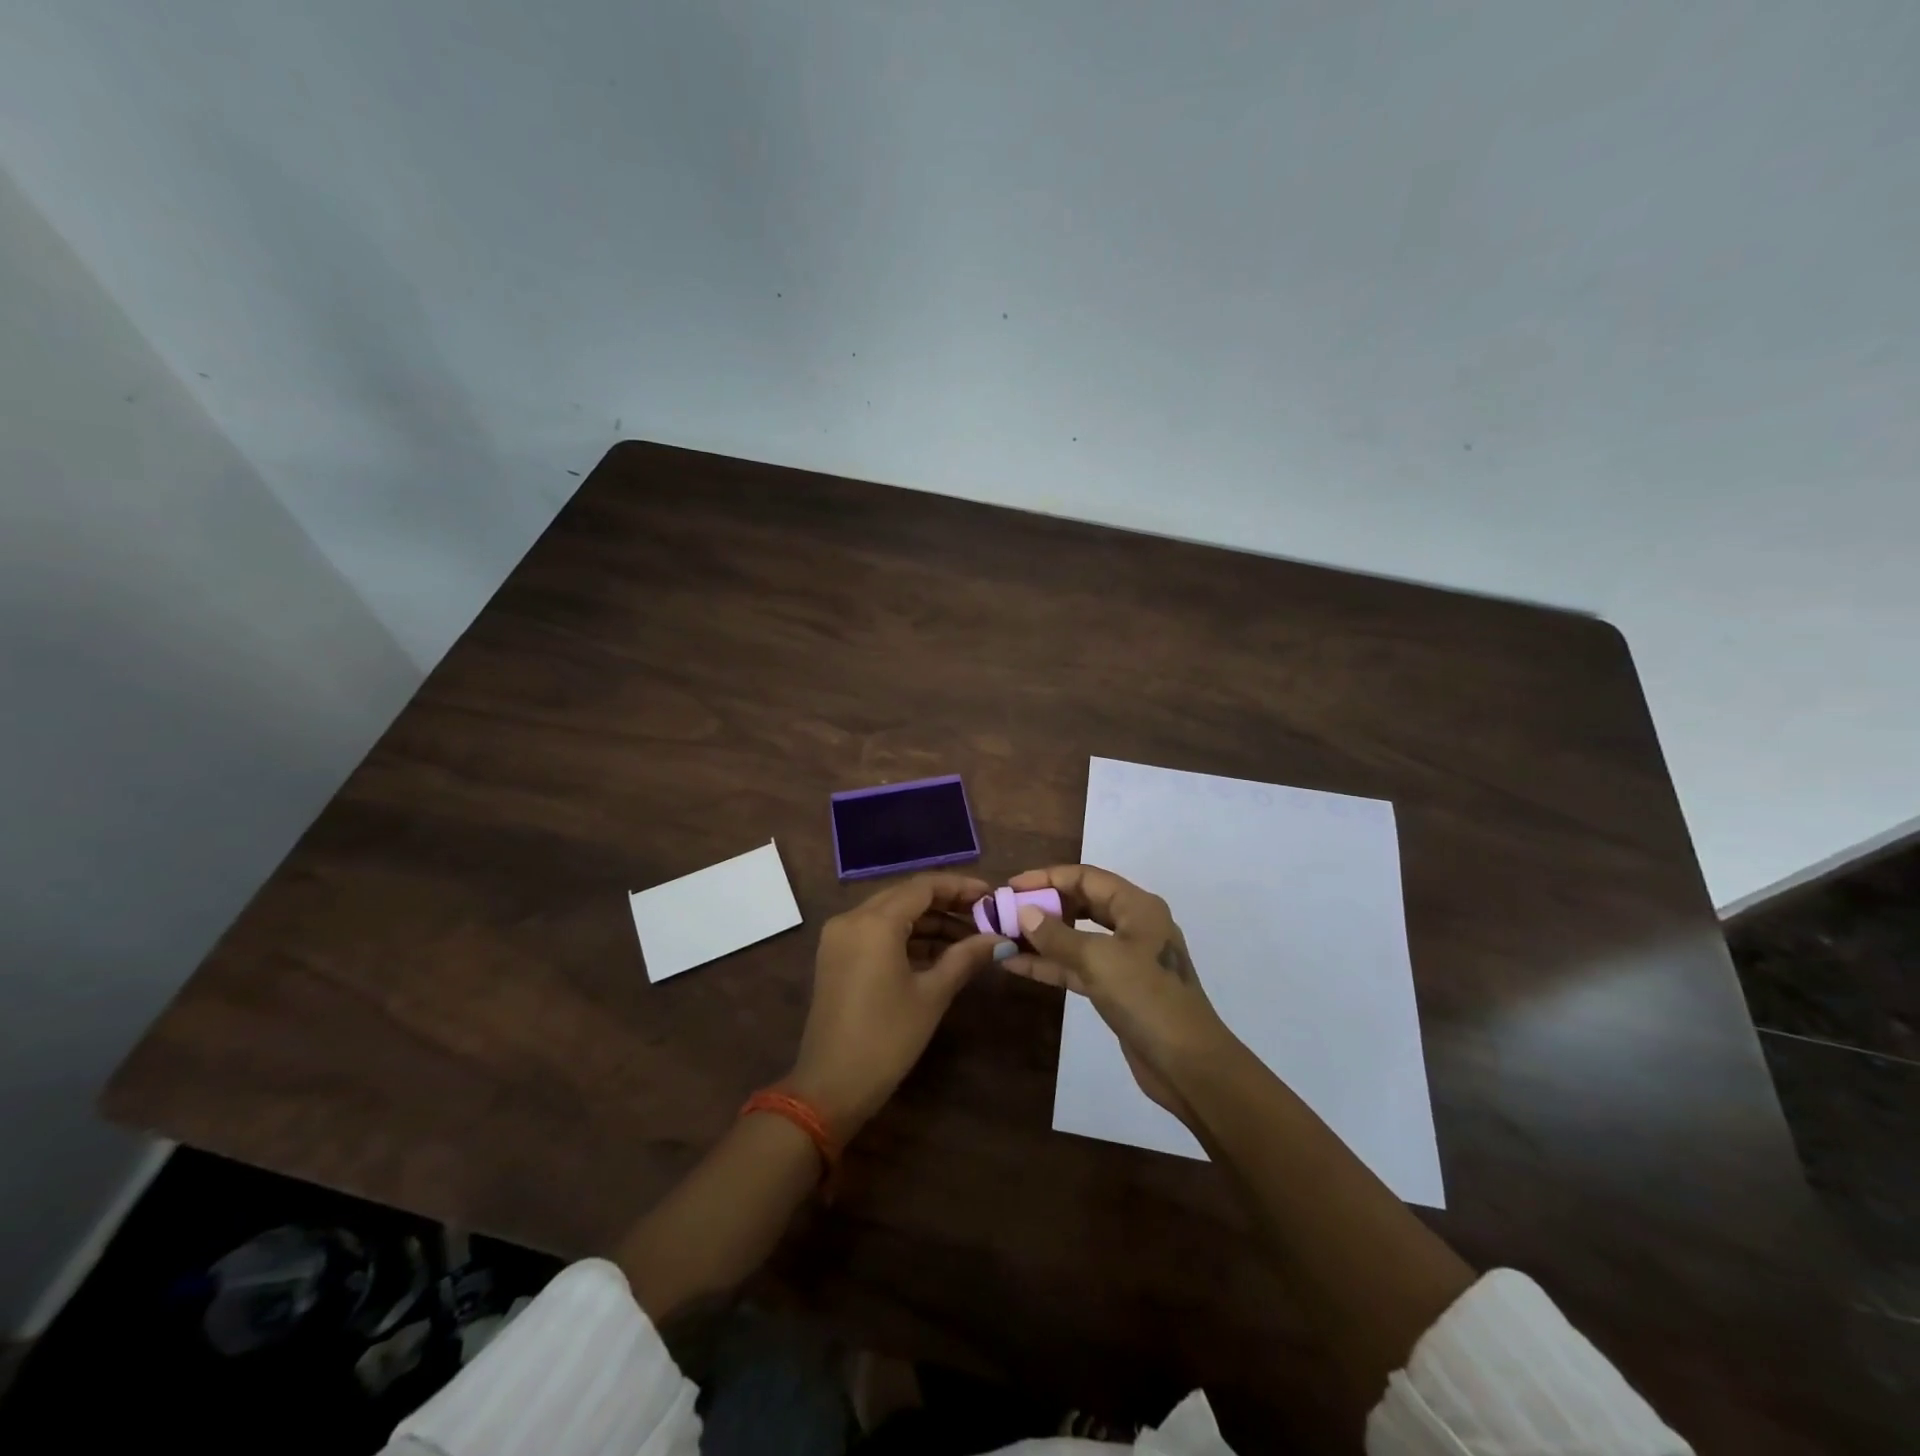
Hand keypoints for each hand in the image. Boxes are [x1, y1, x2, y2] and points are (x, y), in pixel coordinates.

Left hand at [789, 873, 1007, 1139]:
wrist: (831, 1087)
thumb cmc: (887, 1038)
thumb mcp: (932, 995)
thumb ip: (966, 957)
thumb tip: (1000, 939)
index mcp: (874, 922)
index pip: (923, 886)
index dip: (960, 887)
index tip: (991, 895)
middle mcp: (852, 918)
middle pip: (906, 895)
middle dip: (946, 903)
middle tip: (983, 915)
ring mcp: (839, 937)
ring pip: (891, 913)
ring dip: (928, 921)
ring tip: (968, 937)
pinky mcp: (836, 956)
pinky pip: (876, 932)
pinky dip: (906, 937)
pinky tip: (937, 952)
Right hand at [1001, 865, 1233, 1120]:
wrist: (1188, 1065)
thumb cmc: (1147, 998)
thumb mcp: (1099, 960)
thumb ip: (1058, 935)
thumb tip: (1024, 912)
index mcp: (1137, 907)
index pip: (1086, 877)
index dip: (1047, 877)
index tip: (1011, 886)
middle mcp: (1133, 925)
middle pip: (1082, 903)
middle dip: (1044, 905)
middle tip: (1005, 910)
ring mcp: (1125, 959)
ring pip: (1077, 937)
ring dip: (1042, 937)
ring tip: (1003, 934)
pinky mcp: (1116, 988)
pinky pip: (1077, 966)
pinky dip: (1050, 964)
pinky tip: (1016, 964)